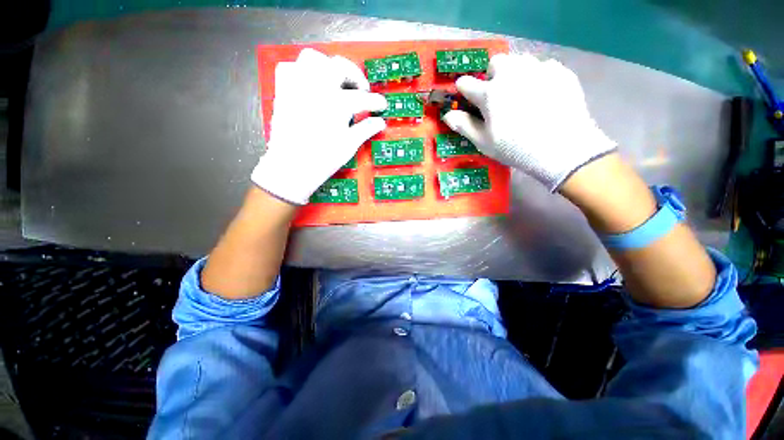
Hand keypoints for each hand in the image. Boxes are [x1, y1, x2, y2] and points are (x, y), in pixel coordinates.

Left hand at [251, 48, 386, 204]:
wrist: (291, 167)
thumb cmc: (323, 159)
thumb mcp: (349, 145)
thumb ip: (366, 129)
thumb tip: (381, 122)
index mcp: (337, 103)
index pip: (363, 98)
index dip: (376, 101)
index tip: (382, 105)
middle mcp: (317, 87)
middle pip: (340, 66)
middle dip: (355, 76)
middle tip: (361, 91)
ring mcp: (297, 86)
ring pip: (313, 58)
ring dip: (328, 67)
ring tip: (336, 83)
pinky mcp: (283, 90)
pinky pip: (290, 67)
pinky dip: (302, 71)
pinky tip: (311, 86)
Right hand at [442, 53, 615, 191]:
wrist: (562, 148)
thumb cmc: (515, 148)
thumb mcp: (483, 142)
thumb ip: (464, 125)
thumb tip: (447, 114)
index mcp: (489, 93)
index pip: (466, 83)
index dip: (463, 90)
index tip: (467, 96)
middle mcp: (511, 74)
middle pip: (496, 63)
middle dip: (493, 76)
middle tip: (499, 97)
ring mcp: (538, 69)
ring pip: (520, 61)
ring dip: (515, 73)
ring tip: (522, 94)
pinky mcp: (560, 71)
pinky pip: (543, 67)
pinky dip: (538, 77)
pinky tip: (543, 97)